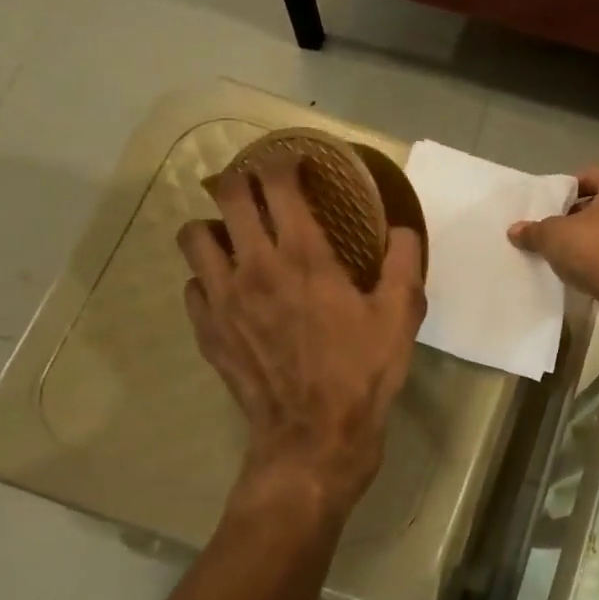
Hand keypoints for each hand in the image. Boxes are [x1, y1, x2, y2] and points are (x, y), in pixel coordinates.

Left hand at [177, 155, 426, 520]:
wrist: (315, 436)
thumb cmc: (363, 371)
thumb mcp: (402, 315)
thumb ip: (404, 262)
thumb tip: (402, 228)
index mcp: (304, 256)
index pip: (277, 185)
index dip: (283, 163)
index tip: (296, 163)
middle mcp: (254, 266)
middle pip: (226, 196)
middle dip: (242, 179)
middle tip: (262, 188)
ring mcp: (222, 299)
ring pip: (195, 236)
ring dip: (216, 227)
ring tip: (239, 238)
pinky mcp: (208, 330)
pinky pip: (194, 285)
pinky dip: (210, 277)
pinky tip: (233, 291)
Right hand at [507, 162, 598, 314]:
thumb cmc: (598, 248)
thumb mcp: (554, 236)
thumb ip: (534, 230)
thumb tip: (514, 231)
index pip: (584, 178)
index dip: (561, 196)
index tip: (546, 213)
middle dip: (578, 215)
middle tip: (554, 232)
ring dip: (593, 235)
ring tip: (568, 250)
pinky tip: (587, 266)